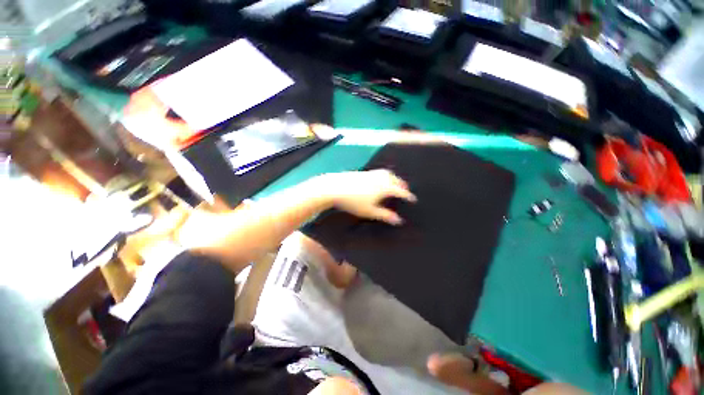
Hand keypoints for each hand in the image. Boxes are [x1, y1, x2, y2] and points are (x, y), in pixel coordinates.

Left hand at [316, 170, 416, 224]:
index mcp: (384, 188)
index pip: (400, 191)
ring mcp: (372, 174)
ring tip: (395, 183)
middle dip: (402, 185)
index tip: (413, 199)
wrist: (336, 188)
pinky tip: (380, 179)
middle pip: (395, 180)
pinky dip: (385, 175)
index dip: (407, 195)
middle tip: (405, 190)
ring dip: (394, 178)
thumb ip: (385, 215)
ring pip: (387, 173)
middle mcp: (380, 178)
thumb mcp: (370, 211)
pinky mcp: (364, 172)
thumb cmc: (354, 202)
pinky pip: (379, 172)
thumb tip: (399, 220)